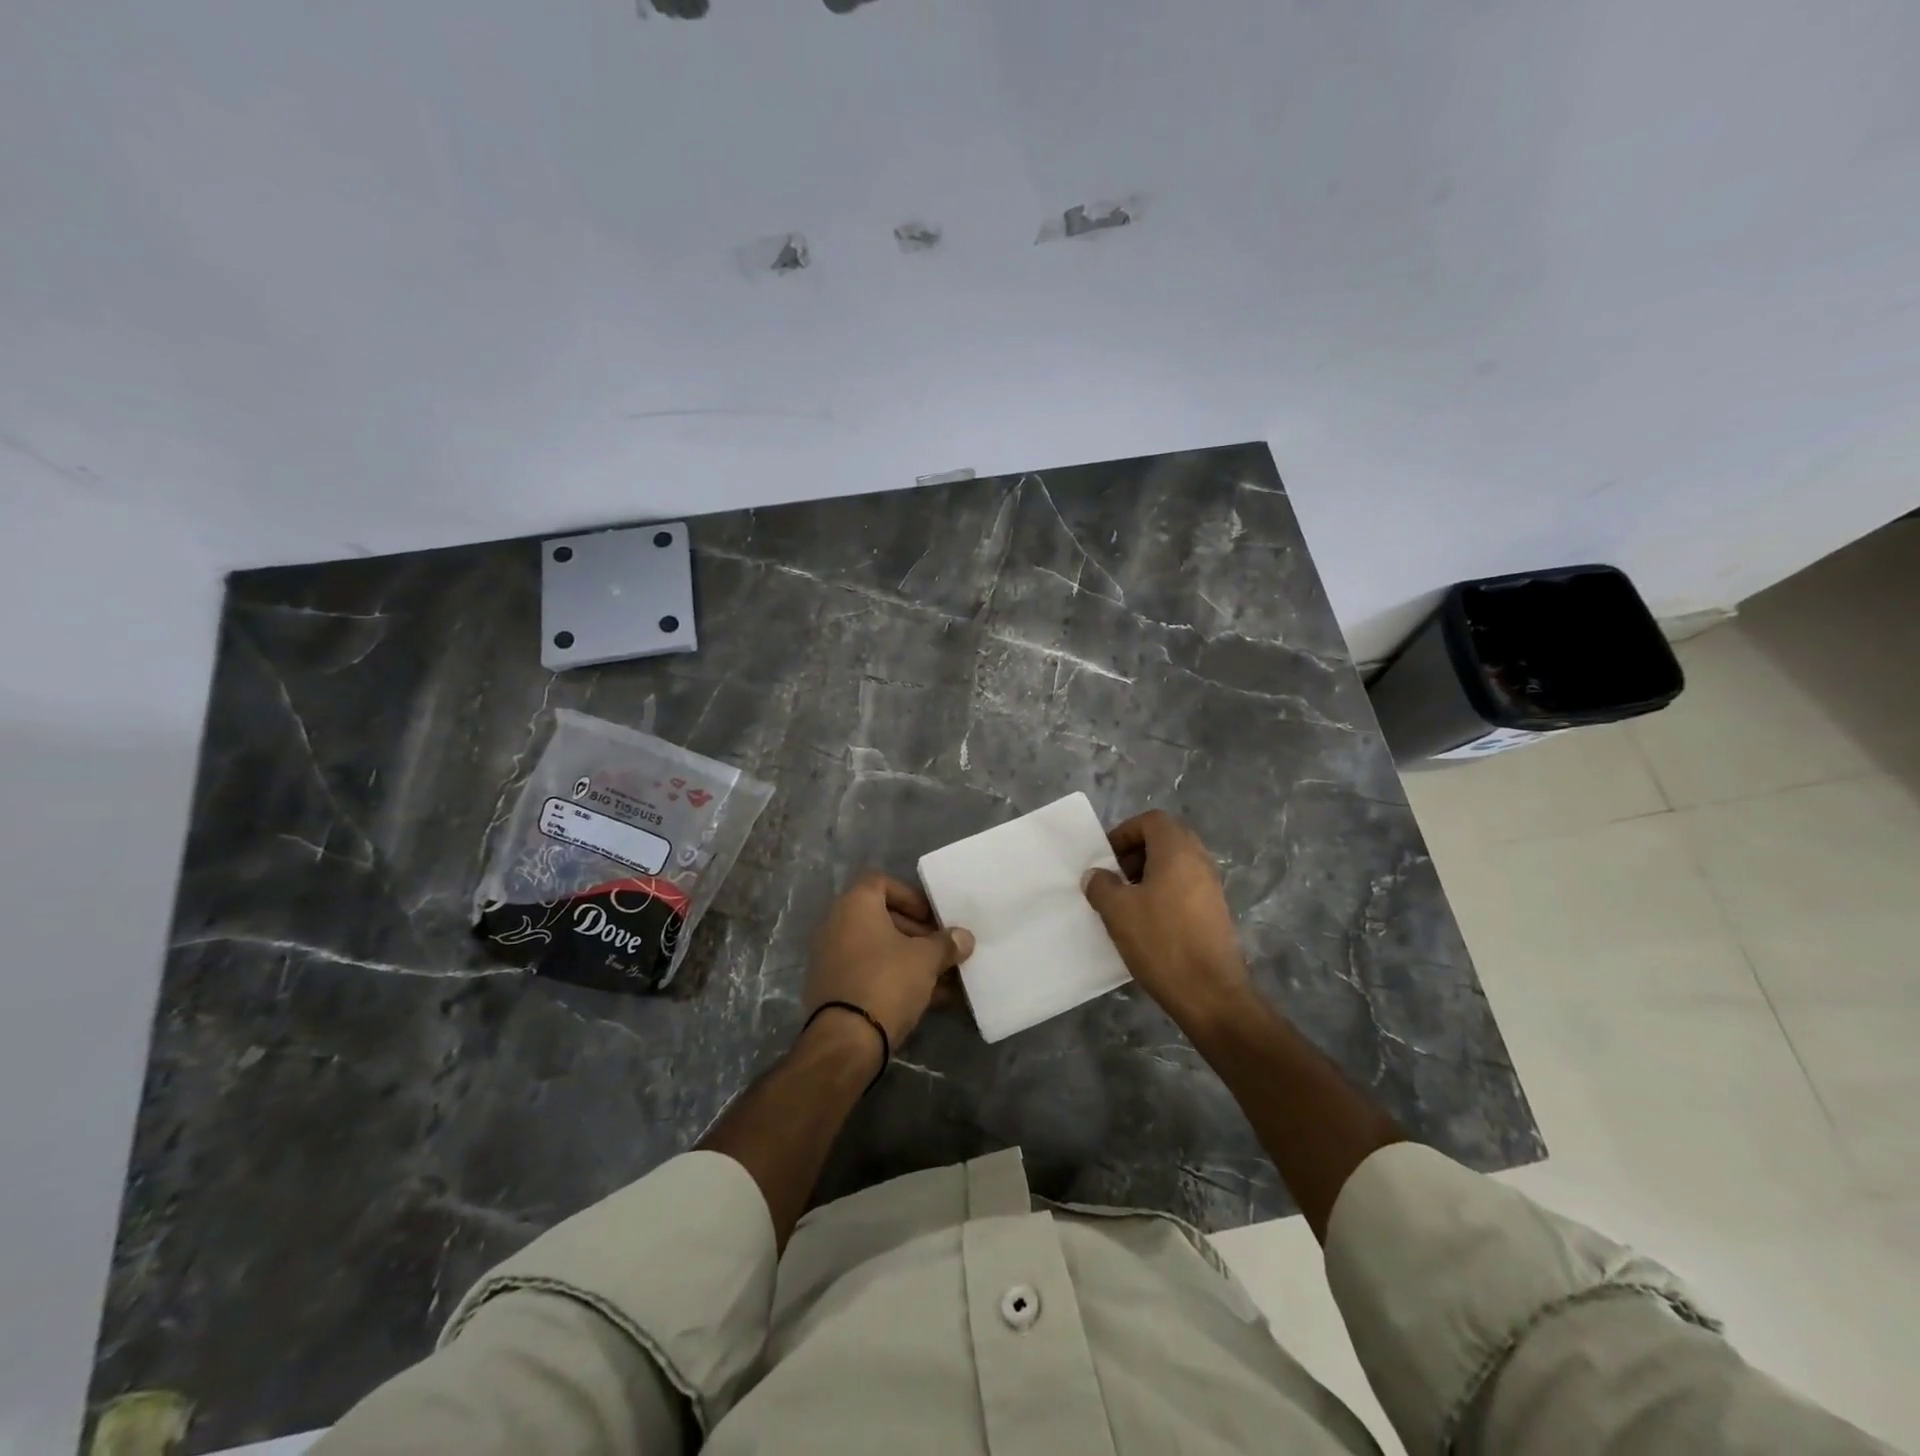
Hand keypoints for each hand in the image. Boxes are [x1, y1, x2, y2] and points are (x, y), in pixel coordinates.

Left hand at [804, 873, 974, 1057]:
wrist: (845, 1040)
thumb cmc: (886, 981)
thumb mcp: (926, 959)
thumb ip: (946, 944)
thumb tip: (964, 938)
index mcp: (854, 906)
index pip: (882, 883)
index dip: (911, 897)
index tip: (933, 918)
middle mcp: (837, 925)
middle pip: (882, 918)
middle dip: (916, 933)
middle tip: (942, 950)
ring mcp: (832, 959)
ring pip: (878, 950)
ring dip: (910, 960)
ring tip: (944, 979)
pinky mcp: (833, 990)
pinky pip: (870, 974)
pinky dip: (895, 980)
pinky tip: (928, 999)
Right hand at [1083, 811, 1252, 1028]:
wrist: (1210, 993)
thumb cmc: (1161, 942)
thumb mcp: (1118, 911)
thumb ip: (1101, 885)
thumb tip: (1097, 875)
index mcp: (1177, 851)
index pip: (1151, 820)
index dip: (1125, 832)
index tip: (1106, 858)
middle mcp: (1200, 861)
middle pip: (1166, 839)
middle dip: (1136, 852)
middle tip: (1116, 877)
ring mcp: (1212, 887)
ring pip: (1176, 864)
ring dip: (1149, 873)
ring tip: (1127, 901)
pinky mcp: (1216, 911)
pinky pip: (1185, 886)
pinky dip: (1164, 891)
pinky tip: (1148, 921)